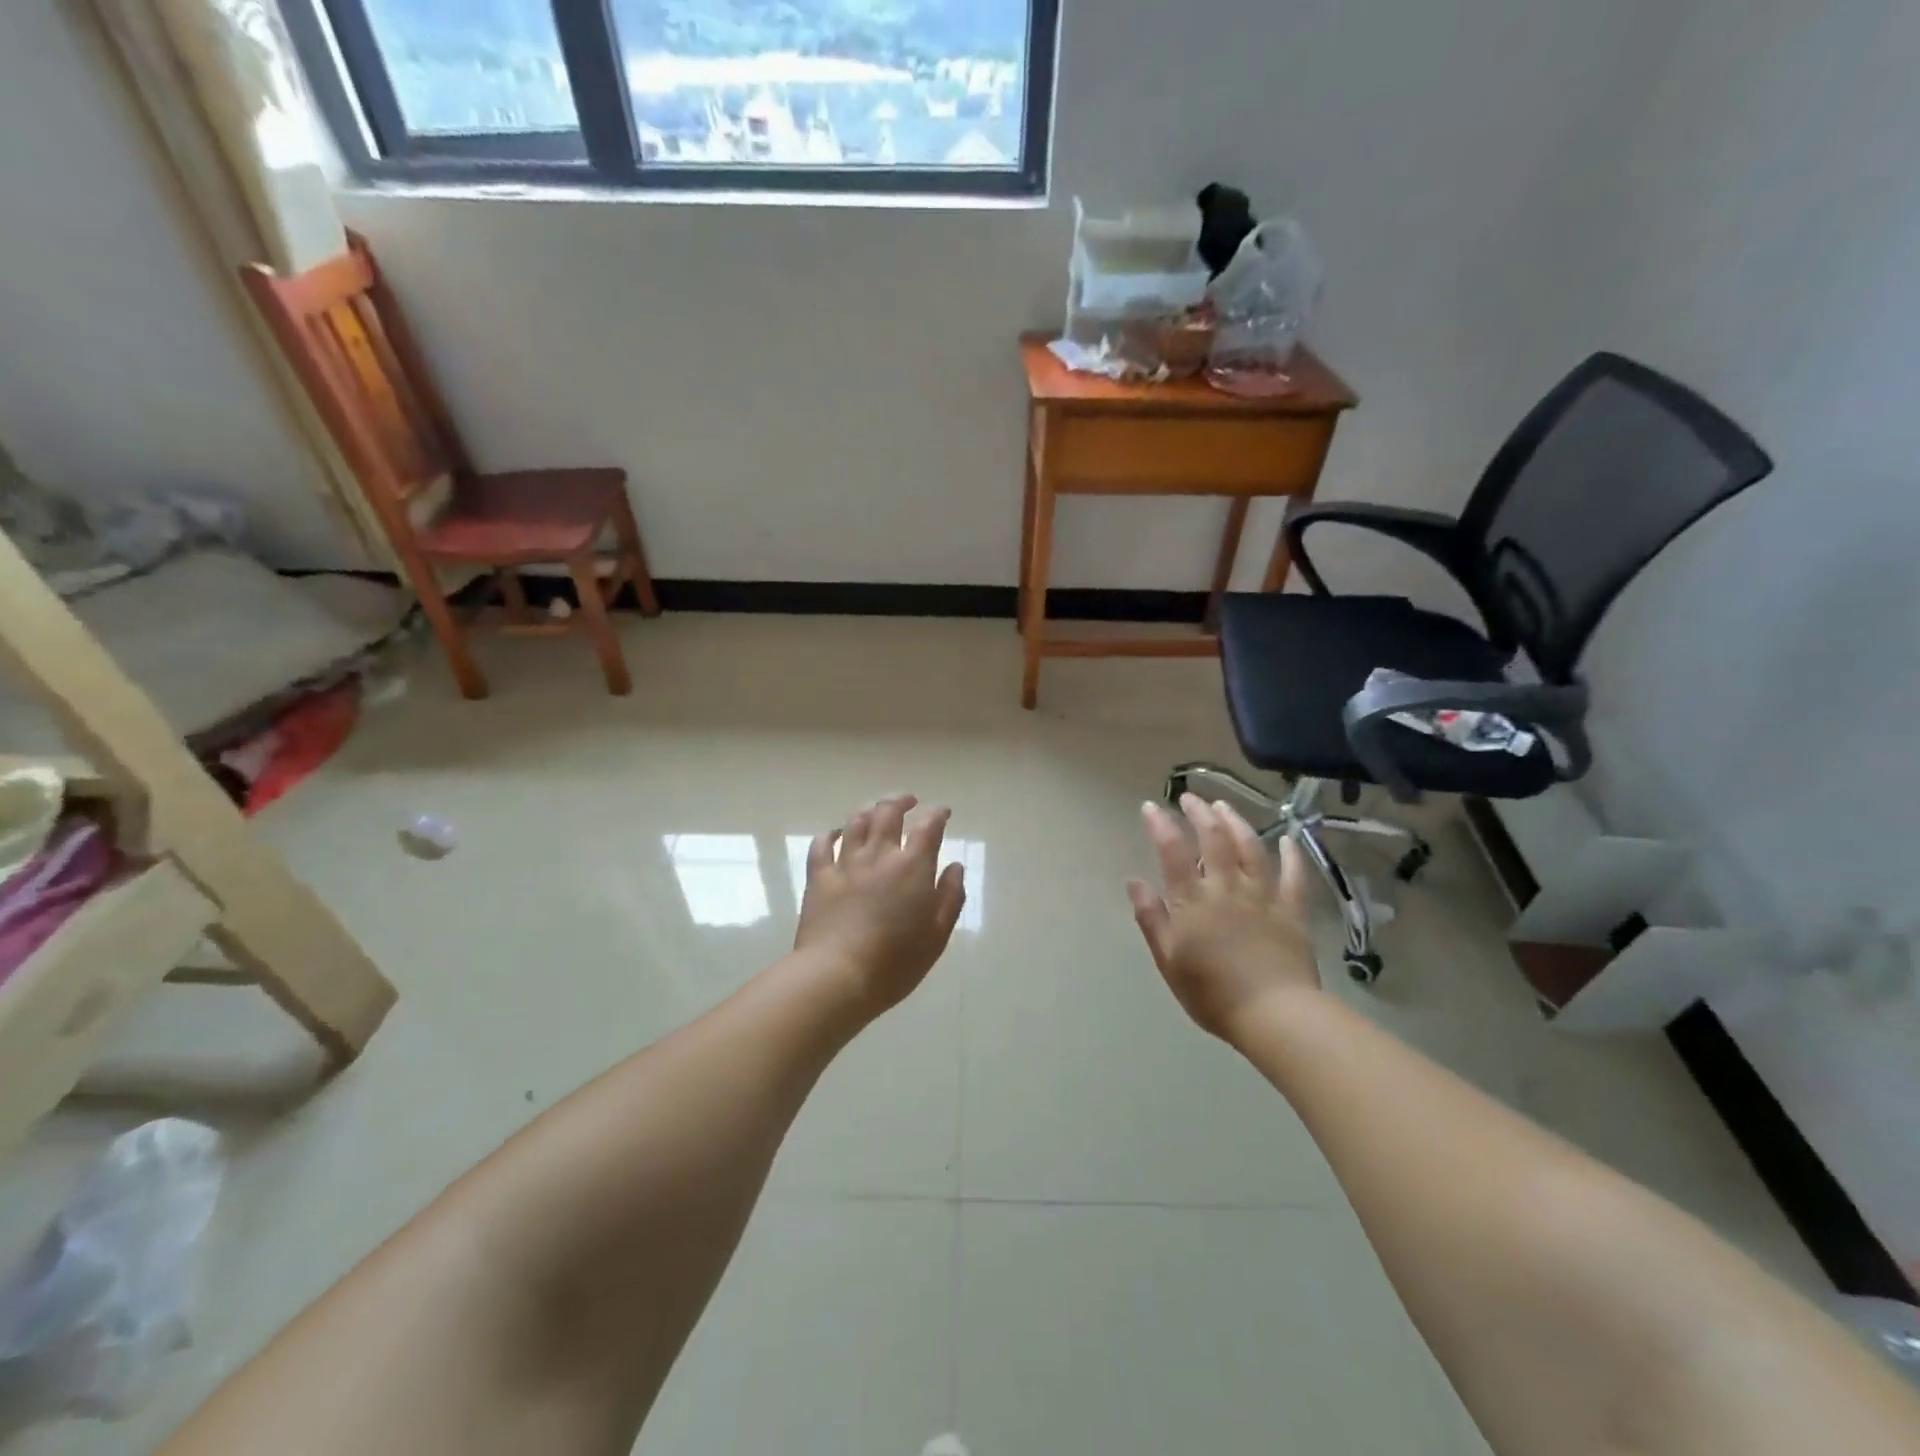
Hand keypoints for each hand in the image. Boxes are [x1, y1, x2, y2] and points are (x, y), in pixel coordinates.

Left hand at [794, 795, 966, 1017]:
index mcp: (912, 867)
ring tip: (876, 810)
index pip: (928, 827)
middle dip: (901, 800)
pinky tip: (836, 834)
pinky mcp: (819, 877)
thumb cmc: (895, 963)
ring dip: (869, 810)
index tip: (942, 811)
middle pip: (888, 812)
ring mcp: (845, 863)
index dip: (937, 813)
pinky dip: (830, 833)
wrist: (837, 976)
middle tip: (909, 801)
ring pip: (856, 822)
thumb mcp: (937, 936)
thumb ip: (950, 897)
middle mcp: (879, 855)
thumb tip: (954, 867)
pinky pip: (822, 844)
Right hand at [1127, 794, 1319, 1040]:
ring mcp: (1262, 896)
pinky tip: (1288, 838)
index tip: (1150, 806)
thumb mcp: (1168, 960)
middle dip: (1199, 814)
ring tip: (1224, 806)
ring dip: (1236, 822)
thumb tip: (1134, 880)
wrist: (1273, 1015)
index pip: (1172, 852)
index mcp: (1192, 901)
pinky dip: (1291, 854)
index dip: (1160, 825)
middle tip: (1190, 798)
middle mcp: (1226, 888)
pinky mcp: (1291, 910)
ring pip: (1250, 848)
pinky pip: (1293, 876)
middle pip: (1213, 840)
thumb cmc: (1212, 993)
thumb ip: (1151, 918)